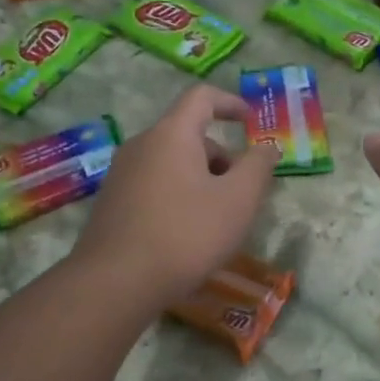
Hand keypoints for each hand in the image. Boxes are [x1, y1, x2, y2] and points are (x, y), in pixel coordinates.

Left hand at [73, 84, 278, 310]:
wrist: (116, 282)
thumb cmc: (186, 234)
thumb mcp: (238, 200)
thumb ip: (258, 167)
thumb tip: (267, 146)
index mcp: (171, 135)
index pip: (202, 98)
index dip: (231, 103)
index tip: (251, 121)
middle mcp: (141, 145)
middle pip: (188, 134)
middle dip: (221, 156)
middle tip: (243, 192)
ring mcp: (121, 175)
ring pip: (171, 163)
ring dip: (201, 179)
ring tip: (218, 218)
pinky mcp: (112, 203)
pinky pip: (155, 185)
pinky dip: (178, 196)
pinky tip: (187, 234)